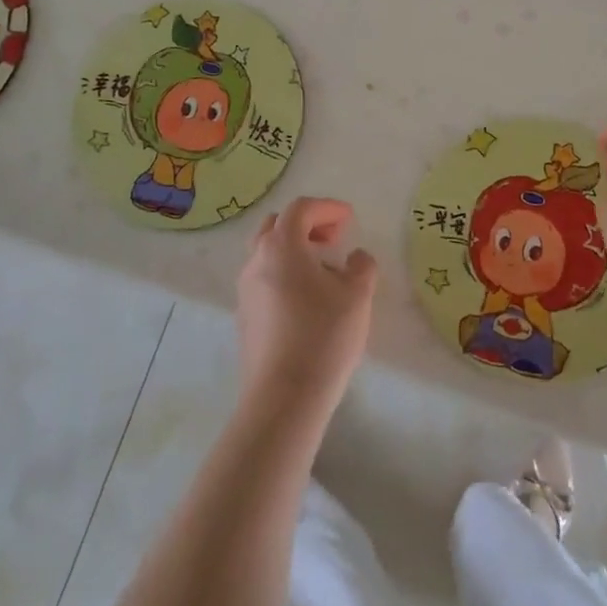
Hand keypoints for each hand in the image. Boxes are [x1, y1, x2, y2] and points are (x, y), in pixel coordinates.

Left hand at [235, 198, 376, 422]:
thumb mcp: (357, 296)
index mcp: (281, 246)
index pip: (301, 209)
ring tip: (325, 271)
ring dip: (295, 251)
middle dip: (306, 225)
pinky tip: (309, 300)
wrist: (284, 397)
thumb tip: (356, 258)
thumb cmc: (323, 336)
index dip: (327, 208)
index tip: (349, 219)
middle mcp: (256, 261)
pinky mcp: (244, 317)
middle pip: (277, 226)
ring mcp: (245, 290)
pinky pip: (265, 280)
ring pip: (268, 254)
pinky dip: (286, 274)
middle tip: (333, 239)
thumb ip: (361, 267)